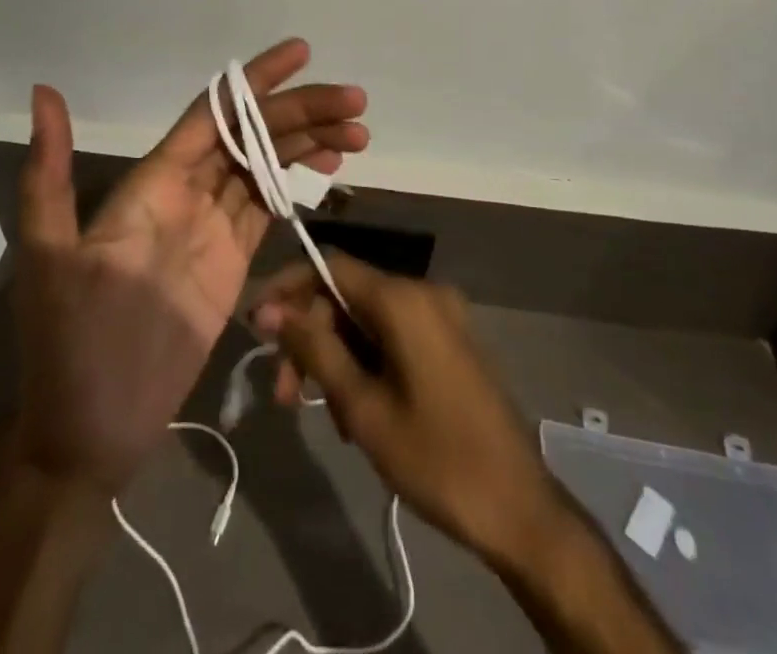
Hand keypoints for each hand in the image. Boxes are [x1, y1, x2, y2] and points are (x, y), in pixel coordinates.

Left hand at [13, 41, 367, 492]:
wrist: (90, 431)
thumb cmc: (68, 345)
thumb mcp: (50, 256)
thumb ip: (50, 175)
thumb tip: (43, 91)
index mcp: (152, 181)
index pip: (213, 113)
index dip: (256, 82)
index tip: (301, 53)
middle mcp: (185, 191)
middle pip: (251, 134)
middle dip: (301, 112)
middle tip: (354, 102)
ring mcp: (211, 226)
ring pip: (267, 165)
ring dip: (308, 143)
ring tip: (356, 133)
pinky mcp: (232, 262)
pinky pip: (270, 207)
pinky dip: (299, 182)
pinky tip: (328, 169)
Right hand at [250, 252, 560, 563]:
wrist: (519, 510)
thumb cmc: (436, 458)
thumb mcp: (363, 407)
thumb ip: (315, 350)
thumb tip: (271, 310)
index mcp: (403, 299)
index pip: (330, 266)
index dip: (288, 290)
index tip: (257, 327)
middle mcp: (423, 293)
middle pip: (347, 296)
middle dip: (311, 338)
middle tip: (284, 394)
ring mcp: (442, 317)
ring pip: (368, 321)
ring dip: (337, 358)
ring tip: (325, 416)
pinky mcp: (450, 342)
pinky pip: (394, 336)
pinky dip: (367, 363)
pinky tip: (358, 414)